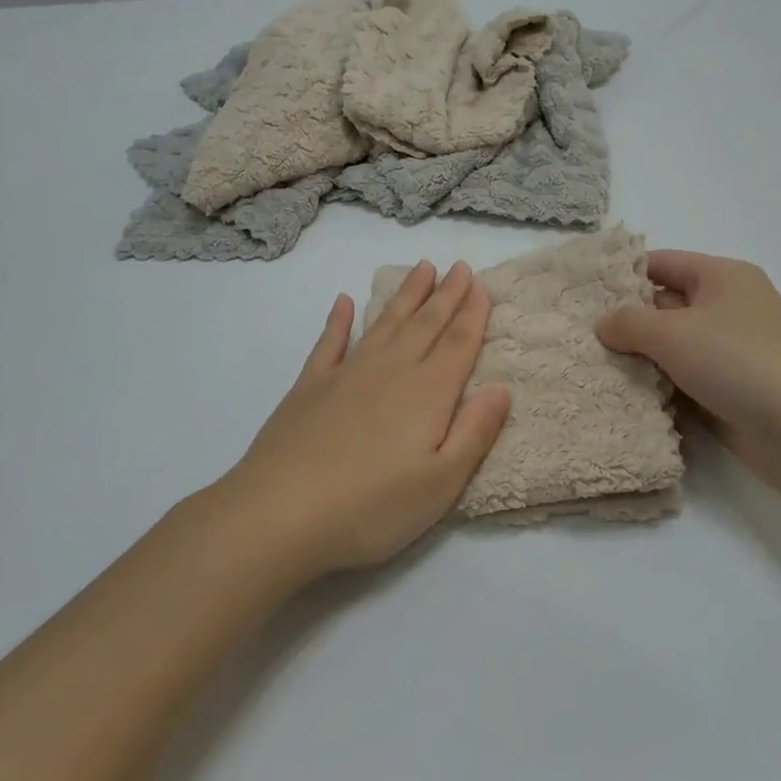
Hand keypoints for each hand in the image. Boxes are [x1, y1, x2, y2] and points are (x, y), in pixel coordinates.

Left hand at [215, 260, 511, 579]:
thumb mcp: (440, 484)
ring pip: (384, 324)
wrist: (279, 514)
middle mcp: (390, 371)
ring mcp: (346, 374)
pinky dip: (339, 320)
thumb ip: (474, 432)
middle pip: (424, 324)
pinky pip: (330, 342)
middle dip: (445, 294)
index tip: (481, 284)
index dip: (473, 313)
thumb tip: (501, 389)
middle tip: (459, 266)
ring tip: (421, 269)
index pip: (457, 344)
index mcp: (427, 394)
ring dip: (405, 295)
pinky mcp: (309, 387)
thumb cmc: (371, 508)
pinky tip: (345, 302)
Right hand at [596, 250, 780, 479]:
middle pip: (663, 305)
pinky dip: (656, 387)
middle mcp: (726, 309)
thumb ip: (629, 322)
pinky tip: (621, 396)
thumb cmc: (739, 362)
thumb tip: (602, 323)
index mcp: (721, 277)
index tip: (581, 294)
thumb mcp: (673, 332)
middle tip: (576, 336)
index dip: (622, 275)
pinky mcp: (728, 391)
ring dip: (638, 359)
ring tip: (589, 367)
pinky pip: (681, 381)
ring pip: (670, 348)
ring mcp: (729, 353)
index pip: (661, 263)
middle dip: (624, 321)